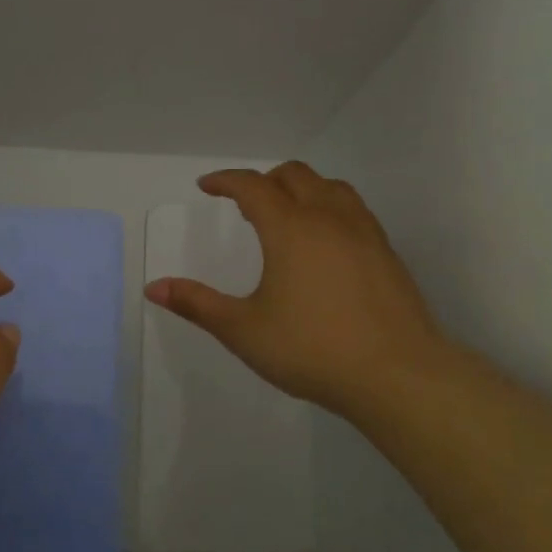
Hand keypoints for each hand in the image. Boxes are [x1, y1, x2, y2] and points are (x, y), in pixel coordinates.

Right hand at [145, 163, 453, 423]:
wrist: (397, 375)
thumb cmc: (312, 349)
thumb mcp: (243, 330)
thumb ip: (197, 304)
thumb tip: (154, 288)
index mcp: (290, 228)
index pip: (252, 186)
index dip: (225, 180)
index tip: (207, 186)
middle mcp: (328, 218)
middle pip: (294, 175)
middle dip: (264, 180)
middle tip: (244, 204)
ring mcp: (364, 233)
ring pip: (330, 188)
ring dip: (302, 189)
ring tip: (286, 215)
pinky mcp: (387, 253)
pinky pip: (354, 210)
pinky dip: (330, 208)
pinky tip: (325, 243)